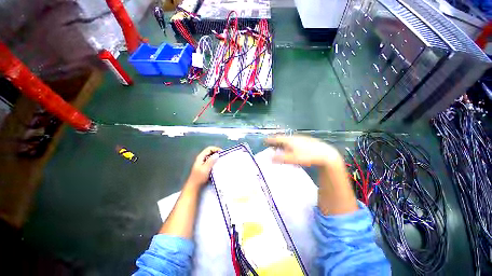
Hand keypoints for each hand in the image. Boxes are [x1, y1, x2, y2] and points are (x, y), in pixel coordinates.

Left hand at [186, 146, 221, 188]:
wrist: (194, 187)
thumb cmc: (199, 177)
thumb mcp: (205, 169)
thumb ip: (211, 161)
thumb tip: (217, 154)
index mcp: (201, 157)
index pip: (209, 149)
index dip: (216, 149)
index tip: (222, 153)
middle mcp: (201, 159)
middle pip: (210, 152)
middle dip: (216, 153)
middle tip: (223, 156)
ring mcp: (202, 163)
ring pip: (210, 157)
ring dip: (216, 158)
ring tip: (221, 161)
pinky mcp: (204, 167)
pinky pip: (211, 162)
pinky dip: (215, 162)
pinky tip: (218, 166)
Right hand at [267, 135, 357, 214]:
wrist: (325, 154)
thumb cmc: (307, 156)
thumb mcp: (292, 158)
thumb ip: (280, 158)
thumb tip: (269, 158)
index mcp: (289, 140)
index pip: (277, 139)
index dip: (270, 140)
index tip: (264, 141)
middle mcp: (294, 138)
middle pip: (282, 139)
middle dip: (276, 142)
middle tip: (270, 145)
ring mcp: (300, 139)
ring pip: (288, 141)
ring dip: (283, 144)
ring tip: (279, 148)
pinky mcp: (306, 142)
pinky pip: (294, 143)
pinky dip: (290, 146)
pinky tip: (292, 151)